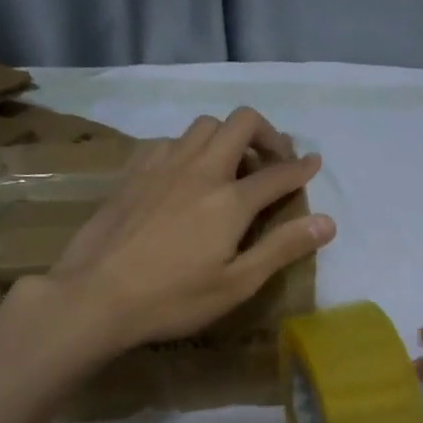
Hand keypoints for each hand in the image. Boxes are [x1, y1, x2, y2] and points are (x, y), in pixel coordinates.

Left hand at [42, 107, 334, 350]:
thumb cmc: (172, 299)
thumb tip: (327, 221)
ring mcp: (162, 166)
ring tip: (231, 166)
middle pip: (241, 123)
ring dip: (227, 137)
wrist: (94, 296)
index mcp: (230, 200)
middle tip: (273, 161)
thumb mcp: (236, 284)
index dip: (302, 168)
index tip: (313, 164)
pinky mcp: (133, 172)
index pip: (278, 173)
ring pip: (203, 125)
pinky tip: (184, 174)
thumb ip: (282, 247)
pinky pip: (169, 140)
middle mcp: (200, 170)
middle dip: (267, 134)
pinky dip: (188, 147)